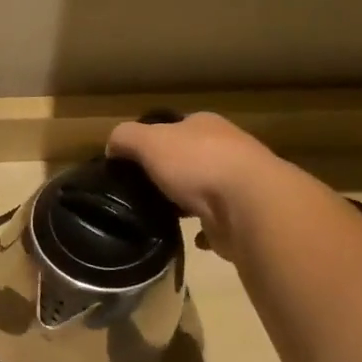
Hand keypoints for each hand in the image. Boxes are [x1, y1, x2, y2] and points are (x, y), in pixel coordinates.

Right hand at [106, 112, 283, 258]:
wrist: (249, 205)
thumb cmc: (197, 164)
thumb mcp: (148, 141)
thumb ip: (125, 138)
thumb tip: (112, 148)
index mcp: (205, 125)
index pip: (175, 127)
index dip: (153, 141)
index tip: (133, 163)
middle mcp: (227, 148)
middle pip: (190, 158)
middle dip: (169, 173)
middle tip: (142, 191)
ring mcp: (238, 183)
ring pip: (203, 190)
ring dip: (185, 202)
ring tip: (160, 215)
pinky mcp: (243, 215)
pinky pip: (216, 221)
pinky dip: (202, 230)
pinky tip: (188, 237)